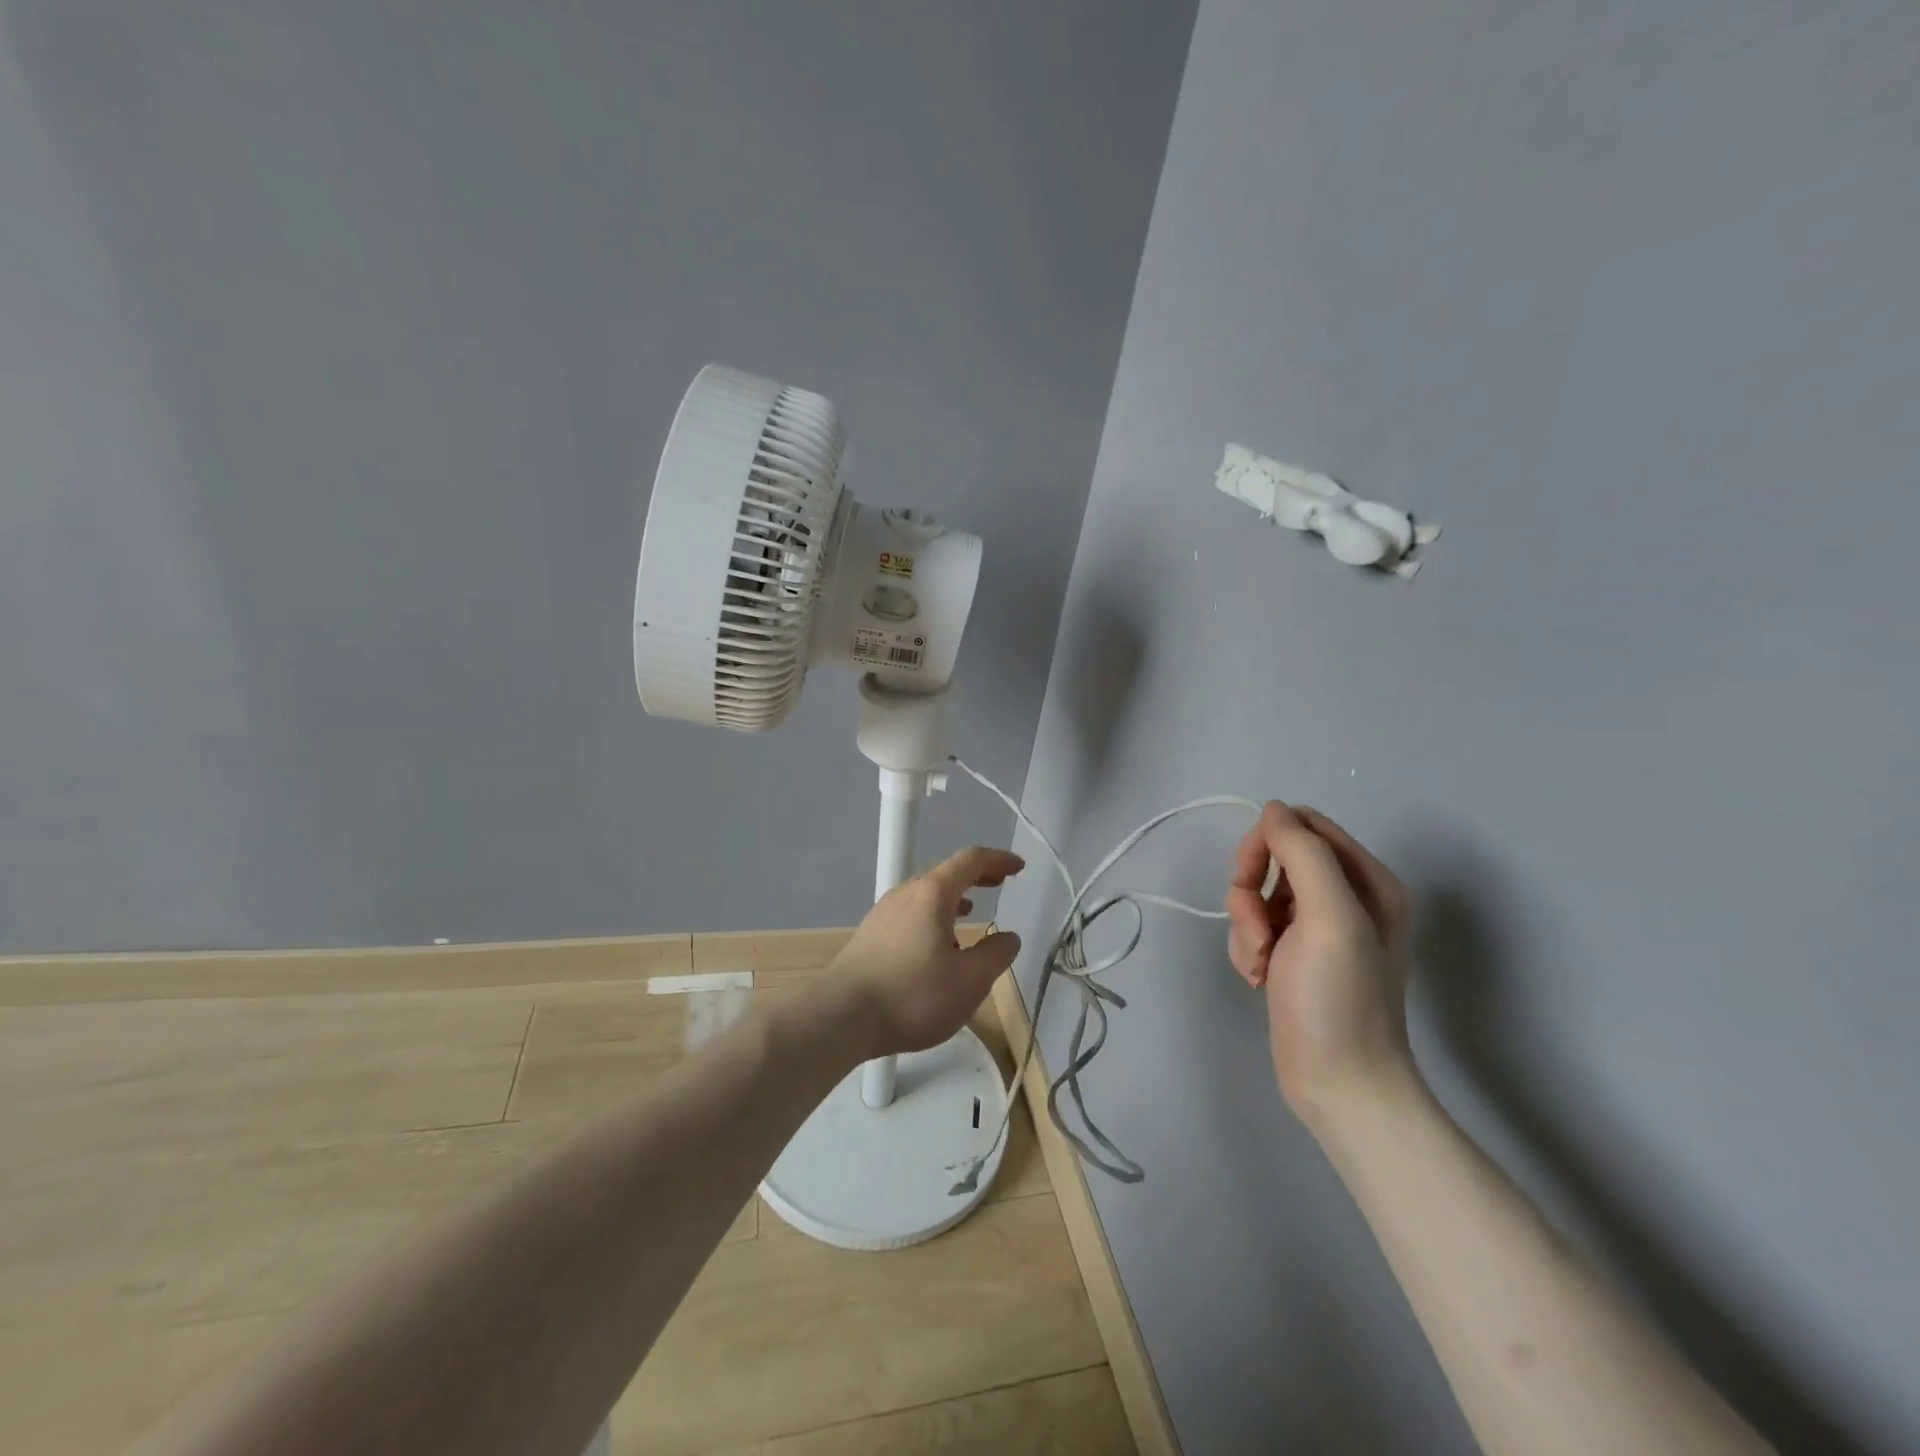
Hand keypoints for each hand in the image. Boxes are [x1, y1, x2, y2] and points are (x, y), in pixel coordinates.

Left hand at [830, 847, 1024, 1056]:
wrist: (841, 1016)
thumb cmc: (912, 995)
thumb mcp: (969, 981)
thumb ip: (995, 955)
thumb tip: (1009, 938)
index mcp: (933, 894)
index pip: (971, 860)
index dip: (998, 860)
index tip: (1018, 867)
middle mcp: (906, 893)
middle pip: (946, 872)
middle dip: (977, 875)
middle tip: (1000, 882)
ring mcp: (884, 911)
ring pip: (926, 893)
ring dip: (954, 896)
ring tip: (972, 911)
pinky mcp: (871, 933)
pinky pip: (911, 911)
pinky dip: (933, 913)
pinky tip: (936, 943)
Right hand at [1225, 803, 1416, 1123]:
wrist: (1340, 1085)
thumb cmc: (1339, 999)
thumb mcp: (1328, 917)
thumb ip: (1302, 853)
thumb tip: (1272, 808)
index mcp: (1366, 880)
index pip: (1302, 825)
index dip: (1266, 844)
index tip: (1249, 879)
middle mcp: (1344, 897)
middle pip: (1274, 858)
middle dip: (1251, 891)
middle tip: (1257, 929)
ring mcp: (1318, 928)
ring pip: (1257, 894)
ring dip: (1246, 925)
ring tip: (1262, 963)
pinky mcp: (1294, 954)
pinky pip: (1254, 927)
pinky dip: (1247, 948)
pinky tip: (1259, 979)